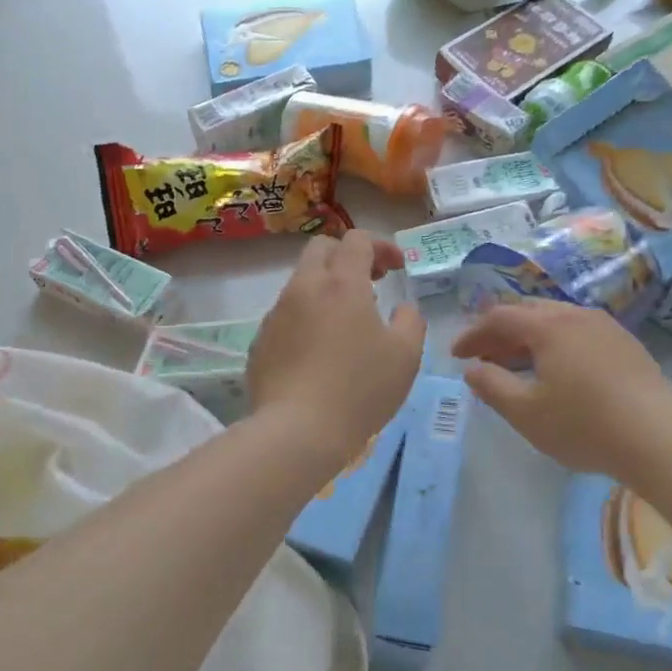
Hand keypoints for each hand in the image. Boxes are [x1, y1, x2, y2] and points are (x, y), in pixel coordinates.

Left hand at [249, 231, 424, 469]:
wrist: (297, 431)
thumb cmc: (360, 389)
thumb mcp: (405, 356)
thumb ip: (410, 321)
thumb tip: (402, 309)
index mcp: (342, 284)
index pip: (357, 239)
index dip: (381, 246)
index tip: (397, 268)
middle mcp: (304, 288)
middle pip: (321, 248)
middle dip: (348, 255)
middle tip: (371, 282)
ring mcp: (276, 314)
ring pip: (301, 282)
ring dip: (326, 288)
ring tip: (346, 323)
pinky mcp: (260, 341)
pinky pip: (286, 315)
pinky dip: (306, 318)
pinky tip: (319, 352)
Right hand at [452, 299, 671, 479]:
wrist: (658, 439)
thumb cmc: (584, 426)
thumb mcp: (526, 412)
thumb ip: (491, 386)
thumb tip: (472, 369)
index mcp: (548, 326)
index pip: (499, 317)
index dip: (473, 334)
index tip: (457, 356)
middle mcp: (576, 315)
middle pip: (528, 312)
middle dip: (500, 332)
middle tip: (484, 358)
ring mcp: (606, 327)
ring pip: (556, 320)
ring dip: (528, 337)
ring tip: (516, 365)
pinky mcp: (626, 344)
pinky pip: (578, 332)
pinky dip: (555, 343)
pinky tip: (556, 371)